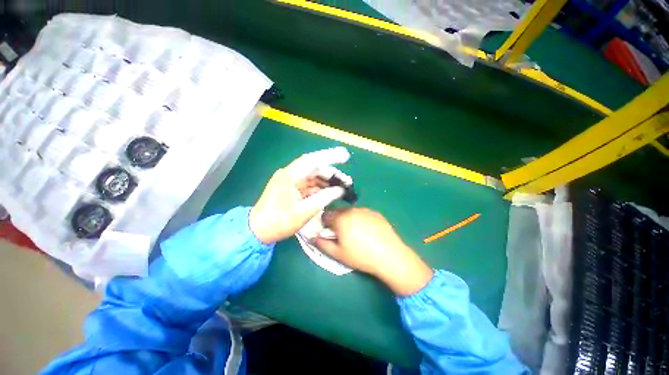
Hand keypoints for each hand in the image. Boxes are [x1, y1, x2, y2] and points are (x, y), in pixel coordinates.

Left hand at [249, 147, 349, 243]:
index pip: (312, 160)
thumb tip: (340, 190)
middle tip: (348, 182)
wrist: (258, 231)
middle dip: (332, 174)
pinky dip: (321, 188)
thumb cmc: (279, 221)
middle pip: (315, 168)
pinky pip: (310, 184)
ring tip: (343, 188)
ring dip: (328, 181)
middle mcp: (290, 174)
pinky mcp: (292, 188)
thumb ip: (324, 198)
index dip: (330, 156)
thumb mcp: (304, 212)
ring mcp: (291, 181)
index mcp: (290, 176)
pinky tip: (331, 192)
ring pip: (314, 177)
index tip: (345, 156)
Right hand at [315, 208, 432, 295]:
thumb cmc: (361, 256)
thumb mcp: (338, 254)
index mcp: (341, 218)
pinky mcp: (376, 213)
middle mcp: (352, 210)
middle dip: (337, 220)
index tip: (328, 232)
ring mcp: (365, 210)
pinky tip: (367, 230)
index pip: (326, 215)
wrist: (390, 255)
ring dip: (348, 219)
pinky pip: (362, 213)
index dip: (325, 223)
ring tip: (355, 233)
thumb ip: (322, 244)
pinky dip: (360, 218)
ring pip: (351, 212)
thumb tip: (312, 237)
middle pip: (339, 212)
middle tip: (342, 234)